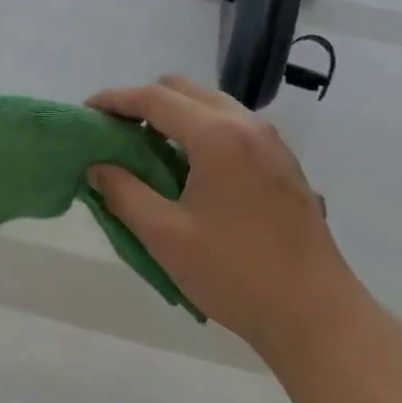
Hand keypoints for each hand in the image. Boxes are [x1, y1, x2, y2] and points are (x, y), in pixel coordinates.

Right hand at [86, 76, 363, 370]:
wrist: (315, 313)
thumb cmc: (235, 274)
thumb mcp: (166, 237)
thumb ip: (124, 193)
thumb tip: (98, 167)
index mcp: (217, 135)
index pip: (155, 98)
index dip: (115, 100)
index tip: (86, 111)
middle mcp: (246, 124)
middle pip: (184, 89)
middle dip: (145, 102)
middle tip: (116, 132)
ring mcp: (270, 141)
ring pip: (211, 104)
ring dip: (175, 114)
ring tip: (149, 150)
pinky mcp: (283, 162)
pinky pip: (232, 125)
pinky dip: (202, 129)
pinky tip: (190, 168)